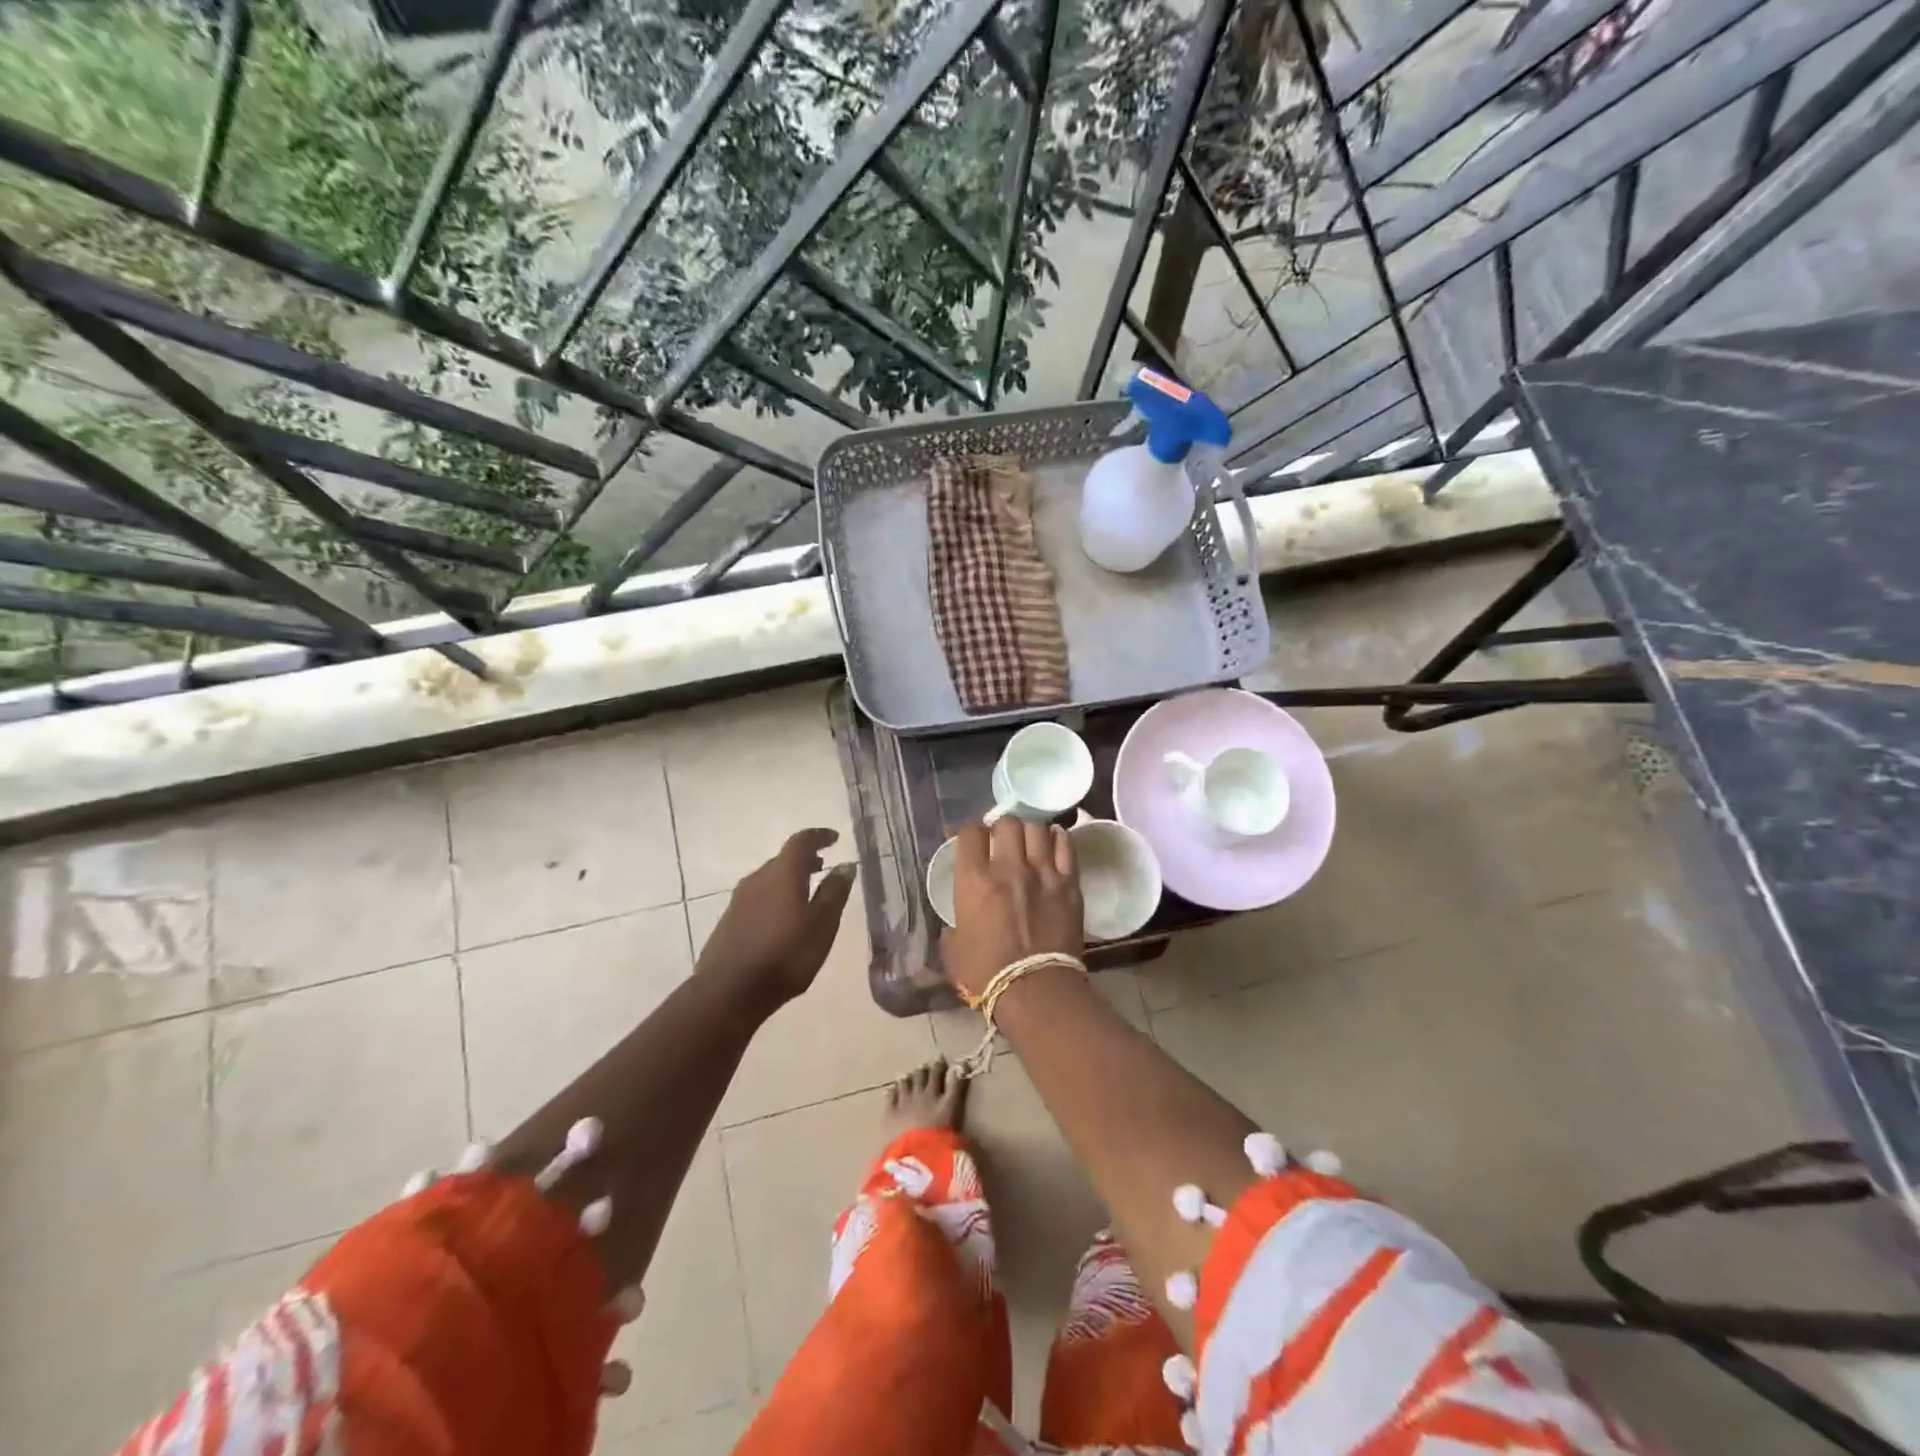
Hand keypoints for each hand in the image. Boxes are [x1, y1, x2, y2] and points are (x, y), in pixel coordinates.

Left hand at [698, 828, 855, 1013]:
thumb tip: (845, 865)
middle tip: (824, 866)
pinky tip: (784, 919)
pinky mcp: (729, 921)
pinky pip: (758, 898)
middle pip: (783, 859)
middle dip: (805, 860)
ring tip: (807, 893)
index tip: (834, 838)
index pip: (801, 841)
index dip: (819, 836)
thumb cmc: (785, 955)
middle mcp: (758, 878)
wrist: (728, 992)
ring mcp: (739, 900)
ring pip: (769, 879)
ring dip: (789, 879)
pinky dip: (776, 897)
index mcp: (782, 873)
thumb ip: (834, 892)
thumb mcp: (822, 925)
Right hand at [941, 817, 1083, 1001]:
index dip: (969, 831)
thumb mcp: (953, 950)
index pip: (970, 832)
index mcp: (974, 880)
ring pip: (1037, 827)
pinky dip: (1058, 838)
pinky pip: (1066, 844)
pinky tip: (1053, 842)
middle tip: (1001, 841)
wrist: (1036, 991)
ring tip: (1028, 841)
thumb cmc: (987, 974)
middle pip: (1006, 822)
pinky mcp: (1069, 883)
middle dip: (1001, 827)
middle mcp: (1008, 867)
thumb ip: (952, 926)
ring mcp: (1042, 872)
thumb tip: (954, 925)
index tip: (971, 840)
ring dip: (1029, 831)